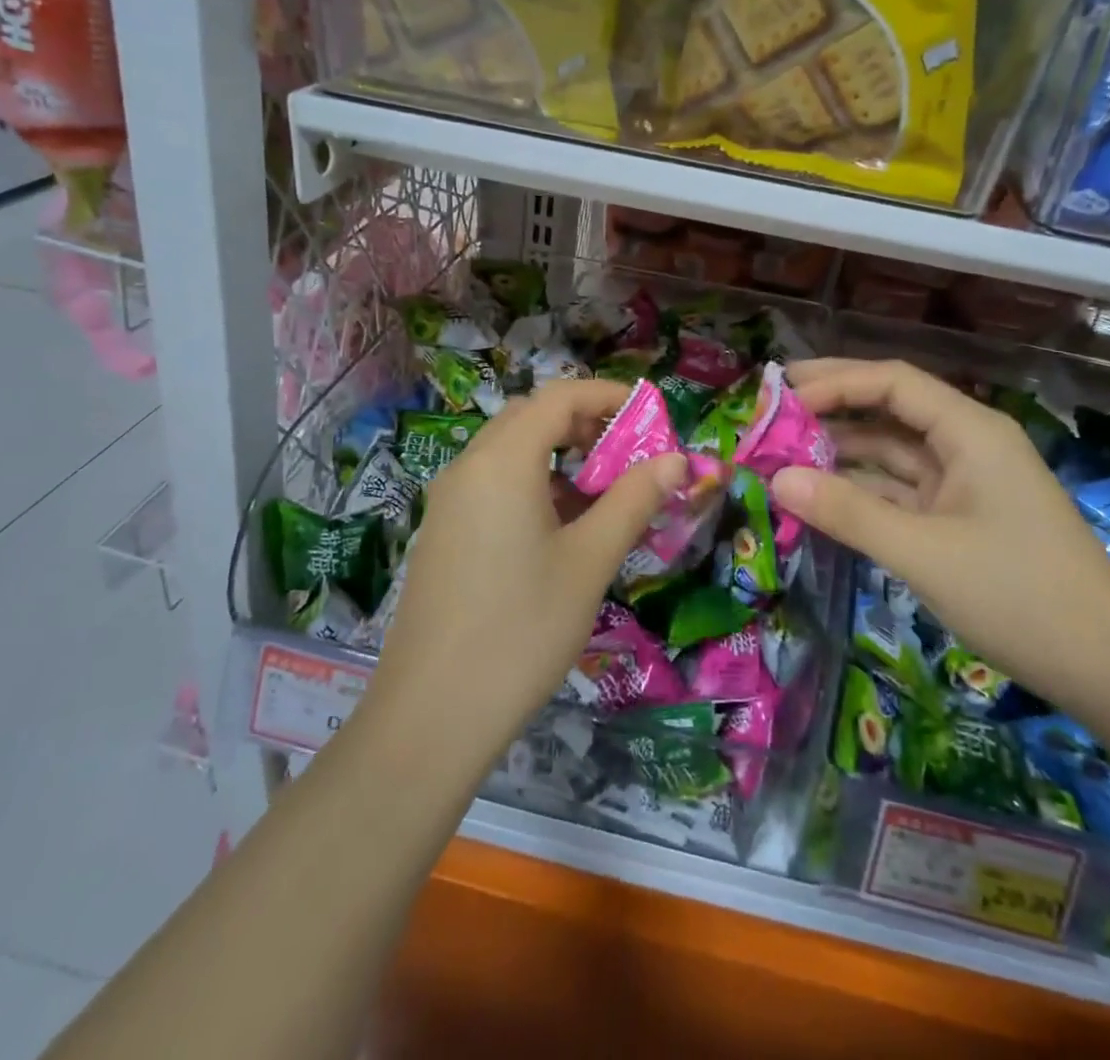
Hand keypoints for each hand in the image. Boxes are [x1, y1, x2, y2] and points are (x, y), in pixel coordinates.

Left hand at [368, 379, 685, 762]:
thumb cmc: (523, 628)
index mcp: (502, 461)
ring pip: (510, 451)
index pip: (559, 395)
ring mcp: (448, 500)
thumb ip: (634, 499)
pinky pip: (492, 484)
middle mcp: (468, 466)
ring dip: (559, 455)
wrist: (432, 715)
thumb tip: (677, 459)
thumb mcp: (590, 560)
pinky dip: (533, 484)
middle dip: (585, 423)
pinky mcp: (443, 532)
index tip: (651, 416)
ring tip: (602, 496)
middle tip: (629, 455)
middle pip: (531, 416)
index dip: (608, 396)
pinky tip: (560, 531)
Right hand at [770, 358, 1109, 725]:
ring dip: (841, 453)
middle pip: (890, 409)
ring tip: (782, 454)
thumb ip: (847, 511)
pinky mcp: (959, 519)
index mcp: (970, 430)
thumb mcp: (923, 552)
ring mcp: (964, 483)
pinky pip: (899, 491)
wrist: (1109, 670)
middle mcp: (966, 444)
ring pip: (892, 453)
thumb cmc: (1020, 597)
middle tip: (771, 408)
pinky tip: (820, 496)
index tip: (779, 397)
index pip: (892, 382)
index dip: (834, 382)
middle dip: (832, 406)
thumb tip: (776, 478)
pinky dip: (861, 491)